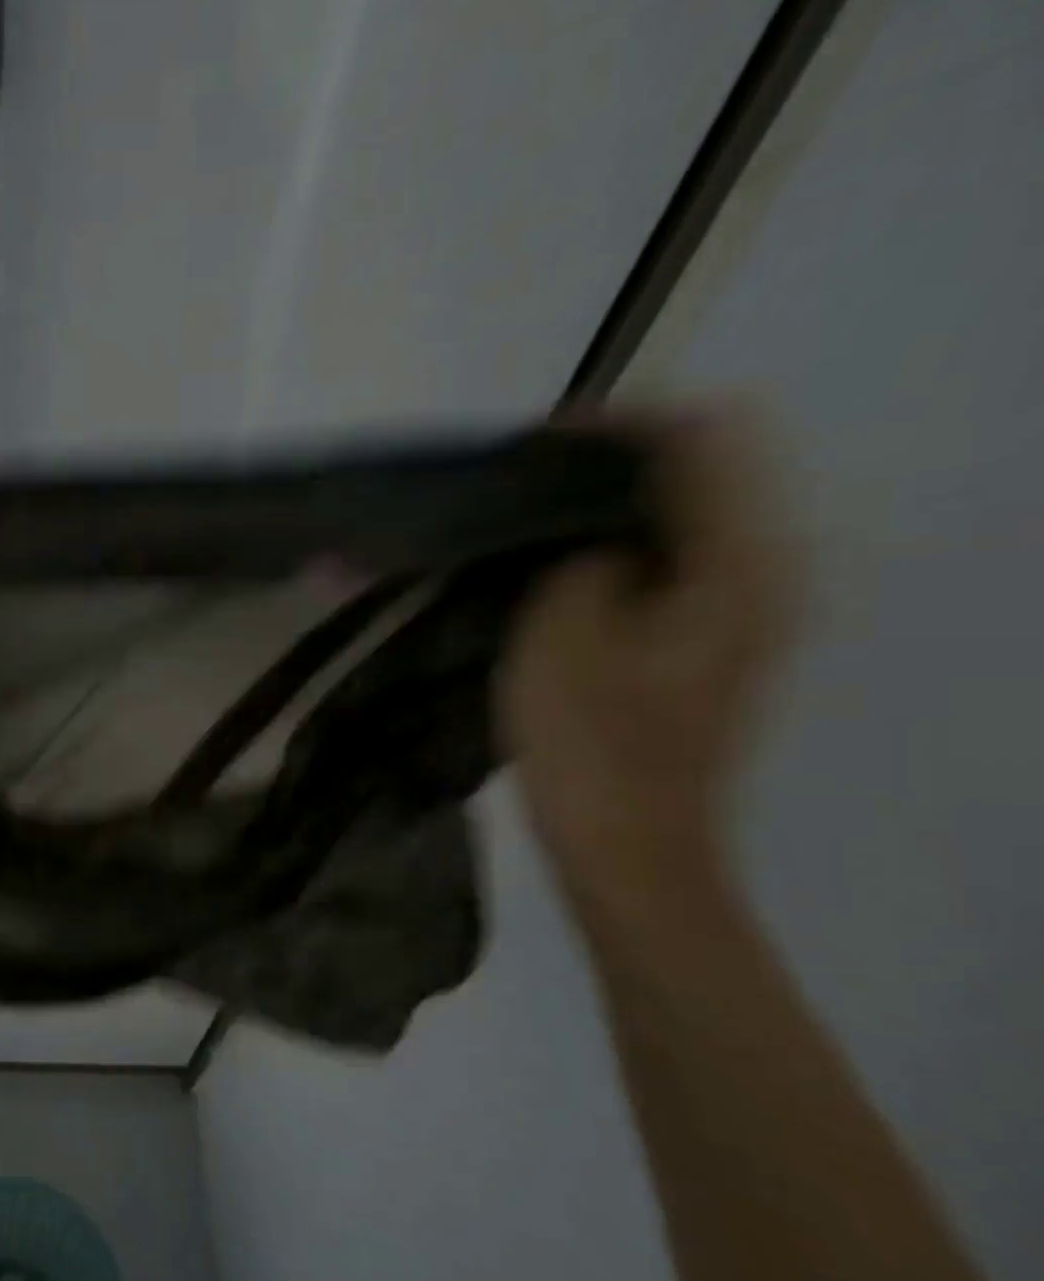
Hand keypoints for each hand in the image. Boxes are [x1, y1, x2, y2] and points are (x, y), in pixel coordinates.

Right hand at [499, 412, 797, 894]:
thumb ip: (581, 555)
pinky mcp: (703, 651)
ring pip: (675, 526)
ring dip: (601, 515)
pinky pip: (662, 571)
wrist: (630, 853)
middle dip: (605, 469)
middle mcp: (759, 577)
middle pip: (696, 478)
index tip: (535, 444)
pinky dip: (609, 557)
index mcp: (740, 565)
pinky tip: (553, 579)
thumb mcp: (565, 634)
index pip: (702, 440)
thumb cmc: (594, 748)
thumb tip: (589, 531)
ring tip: (526, 527)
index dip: (617, 426)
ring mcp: (737, 618)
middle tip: (522, 487)